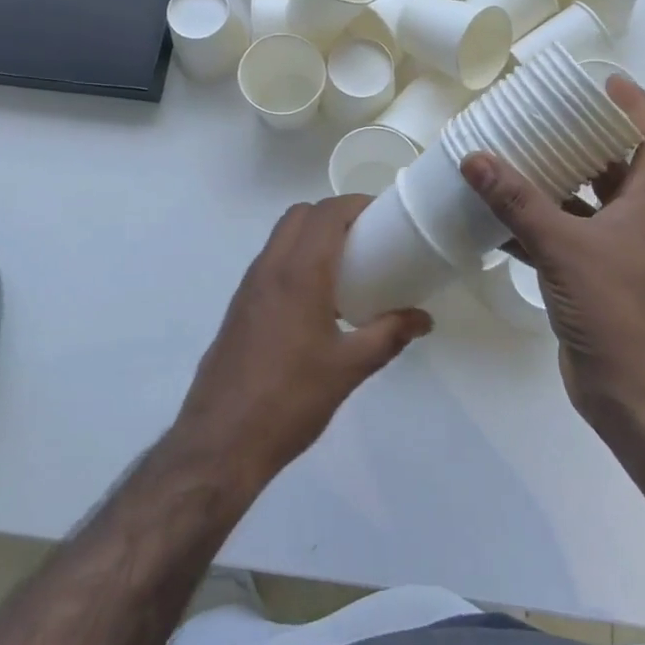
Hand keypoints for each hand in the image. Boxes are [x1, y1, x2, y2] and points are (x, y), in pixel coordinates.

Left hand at [172, 197, 432, 491]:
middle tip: (366, 237)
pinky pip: (270, 261)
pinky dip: (294, 258)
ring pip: (281, 236)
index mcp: (299, 272)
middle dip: (333, 214)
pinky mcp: (239, 306)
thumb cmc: (290, 399)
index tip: (383, 215)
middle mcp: (269, 267)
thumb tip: (423, 319)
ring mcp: (249, 285)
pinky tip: (315, 298)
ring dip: (311, 235)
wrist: (221, 440)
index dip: (355, 204)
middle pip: (300, 215)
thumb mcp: (349, 368)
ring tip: (345, 265)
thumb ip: (389, 335)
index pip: (326, 213)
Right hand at [461, 76, 644, 432]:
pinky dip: (531, 226)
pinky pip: (558, 238)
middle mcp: (633, 223)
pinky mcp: (587, 280)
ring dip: (552, 183)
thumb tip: (474, 157)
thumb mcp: (563, 246)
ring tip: (513, 159)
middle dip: (584, 139)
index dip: (637, 105)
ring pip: (582, 204)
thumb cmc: (614, 309)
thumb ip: (517, 202)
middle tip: (545, 117)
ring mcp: (611, 254)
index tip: (604, 83)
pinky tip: (494, 220)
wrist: (633, 394)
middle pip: (616, 167)